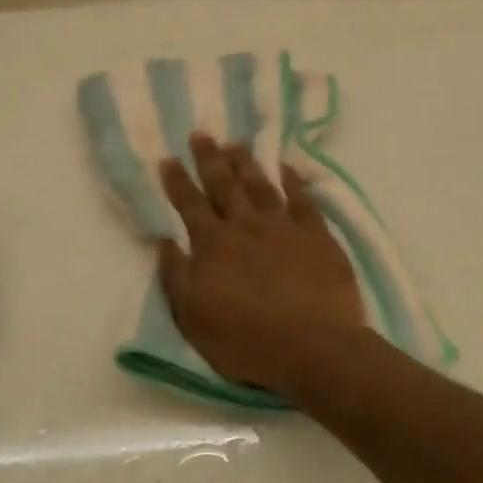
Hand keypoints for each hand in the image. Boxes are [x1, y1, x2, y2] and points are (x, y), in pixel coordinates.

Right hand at [157, 134, 364, 395]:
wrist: (313, 347)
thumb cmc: (246, 341)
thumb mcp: (193, 318)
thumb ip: (176, 277)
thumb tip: (164, 241)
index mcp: (213, 246)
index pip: (190, 205)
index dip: (177, 182)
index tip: (168, 159)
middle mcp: (246, 227)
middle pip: (224, 185)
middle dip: (210, 159)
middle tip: (201, 134)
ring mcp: (285, 227)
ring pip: (261, 186)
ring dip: (246, 164)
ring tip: (236, 144)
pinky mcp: (318, 236)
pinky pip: (303, 200)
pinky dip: (294, 181)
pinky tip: (287, 168)